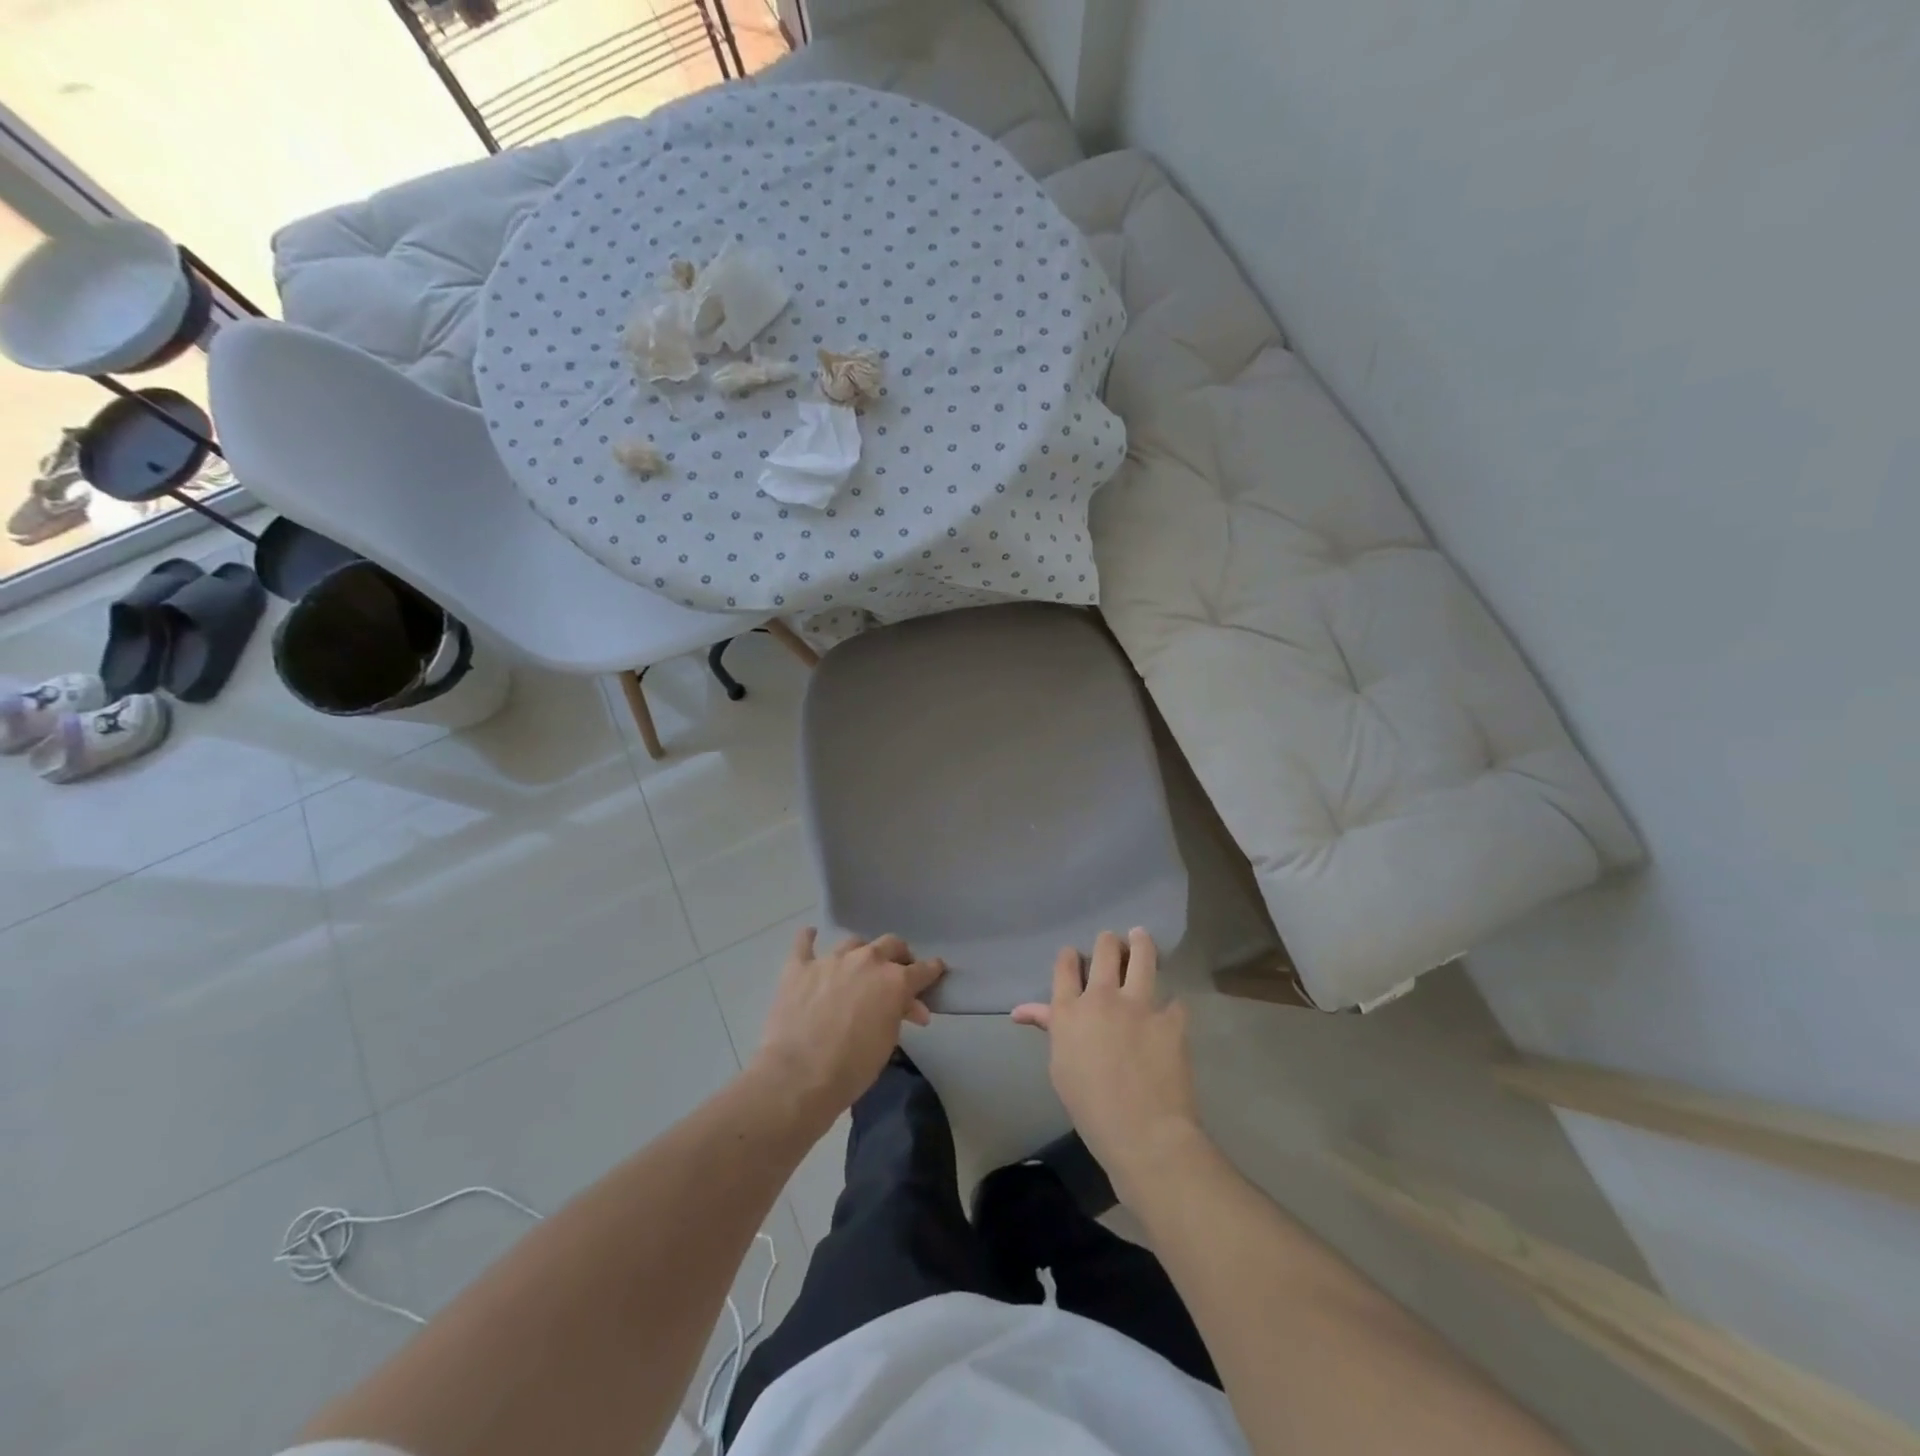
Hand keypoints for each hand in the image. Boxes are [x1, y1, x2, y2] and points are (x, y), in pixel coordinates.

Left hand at [752, 927, 944, 1124]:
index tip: (936, 970)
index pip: (922, 969)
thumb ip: (899, 1015)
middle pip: (891, 944)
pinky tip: (811, 935)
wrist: (798, 1077)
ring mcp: (830, 960)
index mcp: (894, 981)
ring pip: (853, 942)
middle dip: (898, 955)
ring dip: (860, 953)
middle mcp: (866, 961)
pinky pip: (804, 943)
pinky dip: (809, 938)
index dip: (932, 970)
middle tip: (897, 970)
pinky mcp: (799, 967)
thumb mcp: (888, 1043)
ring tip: (857, 965)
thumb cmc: (852, 1068)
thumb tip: (910, 1007)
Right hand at [1013, 929, 1201, 1203]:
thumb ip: (1050, 1028)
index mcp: (1069, 1012)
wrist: (1143, 1133)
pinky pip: (1173, 999)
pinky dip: (1170, 1004)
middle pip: (1104, 950)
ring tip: (1141, 936)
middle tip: (1112, 942)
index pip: (1066, 966)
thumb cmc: (1091, 1109)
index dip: (1070, 956)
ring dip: (1141, 943)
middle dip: (1107, 942)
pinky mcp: (1171, 1017)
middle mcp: (1102, 998)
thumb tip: (1020, 1011)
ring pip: (1142, 956)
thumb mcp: (1060, 1067)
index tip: (1075, 957)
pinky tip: (1171, 1010)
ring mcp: (1139, 1004)